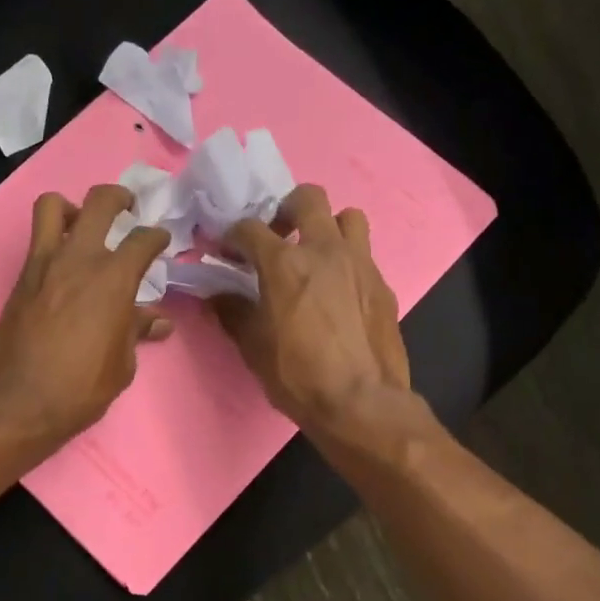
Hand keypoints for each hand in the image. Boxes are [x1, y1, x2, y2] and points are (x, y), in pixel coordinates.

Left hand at [0, 185, 172, 452]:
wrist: (17, 403)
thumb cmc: (79, 389)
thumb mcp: (121, 365)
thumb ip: (137, 331)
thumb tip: (158, 321)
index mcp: (113, 280)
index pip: (143, 240)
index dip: (157, 237)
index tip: (161, 241)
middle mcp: (79, 260)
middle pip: (100, 202)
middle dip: (119, 198)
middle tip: (127, 208)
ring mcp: (44, 264)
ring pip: (53, 206)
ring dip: (73, 207)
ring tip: (83, 224)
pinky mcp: (21, 278)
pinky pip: (37, 240)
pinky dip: (53, 238)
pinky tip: (64, 265)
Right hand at [214, 185, 411, 440]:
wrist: (361, 402)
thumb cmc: (298, 375)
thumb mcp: (253, 347)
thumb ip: (233, 312)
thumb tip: (217, 295)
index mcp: (285, 263)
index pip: (249, 228)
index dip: (232, 236)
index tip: (226, 251)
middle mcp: (324, 250)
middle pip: (308, 198)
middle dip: (286, 209)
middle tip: (278, 237)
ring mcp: (360, 263)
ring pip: (347, 217)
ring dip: (328, 228)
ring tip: (316, 256)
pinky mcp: (382, 284)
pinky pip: (364, 255)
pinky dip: (347, 262)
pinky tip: (338, 292)